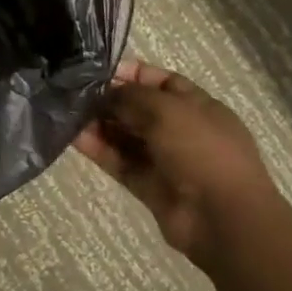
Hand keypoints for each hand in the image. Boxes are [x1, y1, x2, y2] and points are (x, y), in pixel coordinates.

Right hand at [76, 59, 277, 260]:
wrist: (223, 219)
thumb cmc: (202, 150)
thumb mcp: (166, 109)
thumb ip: (131, 96)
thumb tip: (106, 94)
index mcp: (198, 106)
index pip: (161, 81)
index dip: (132, 74)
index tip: (99, 71)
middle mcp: (181, 130)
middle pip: (140, 108)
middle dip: (110, 99)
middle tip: (75, 92)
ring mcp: (165, 160)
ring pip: (126, 136)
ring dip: (100, 124)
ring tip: (68, 112)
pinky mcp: (148, 186)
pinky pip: (119, 162)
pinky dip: (98, 149)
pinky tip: (73, 136)